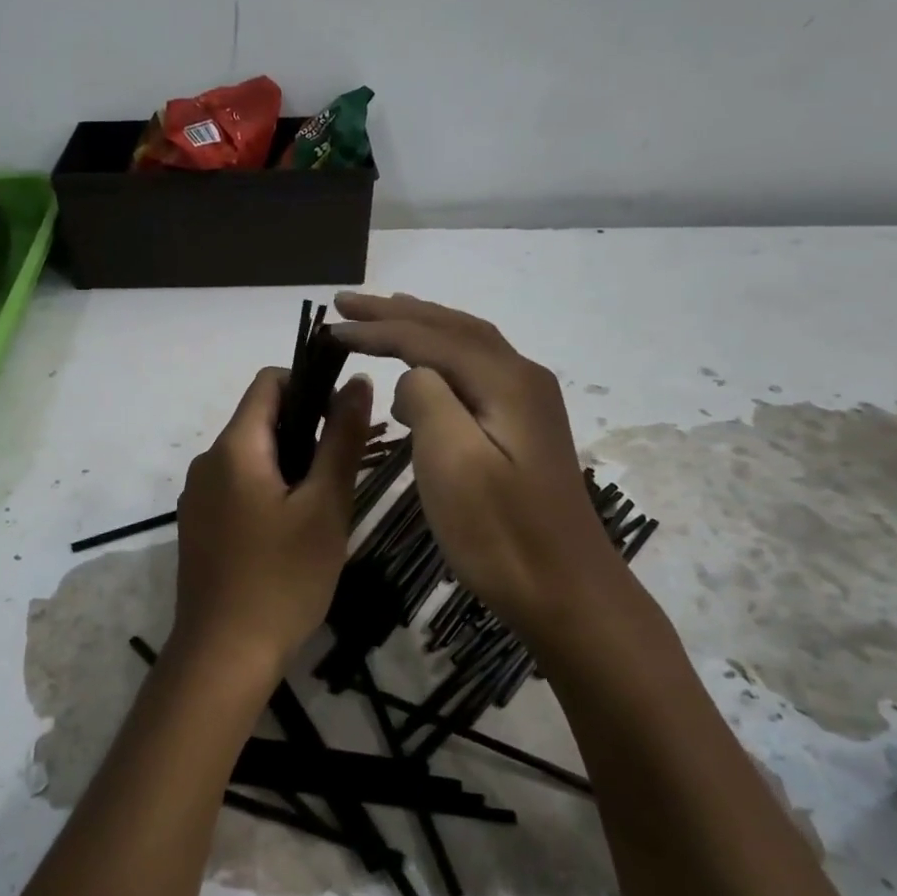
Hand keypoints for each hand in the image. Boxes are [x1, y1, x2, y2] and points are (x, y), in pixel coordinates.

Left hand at [167, 366, 373, 687]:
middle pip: (260, 420)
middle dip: (305, 431)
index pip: (269, 381)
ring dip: (289, 465)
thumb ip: (341, 440)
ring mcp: (197, 495)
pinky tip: (290, 533)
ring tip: (323, 507)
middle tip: (343, 472)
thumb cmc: (282, 579)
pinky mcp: (197, 525)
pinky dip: (267, 491)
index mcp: (234, 447)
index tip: (343, 420)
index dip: (310, 384)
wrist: (223, 656)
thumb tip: (358, 382)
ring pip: (251, 457)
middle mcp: (207, 461)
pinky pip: (236, 487)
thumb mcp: (325, 507)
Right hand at [332, 292, 620, 642]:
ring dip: (420, 327)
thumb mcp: (453, 462)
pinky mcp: (523, 429)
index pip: (429, 337)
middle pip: (451, 328)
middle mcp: (521, 378)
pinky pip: (474, 372)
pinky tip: (420, 375)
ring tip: (381, 319)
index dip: (376, 328)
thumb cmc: (501, 534)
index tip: (329, 327)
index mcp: (504, 381)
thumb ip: (428, 400)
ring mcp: (527, 403)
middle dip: (397, 313)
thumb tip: (414, 375)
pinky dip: (438, 358)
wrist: (566, 592)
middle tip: (347, 302)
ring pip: (466, 346)